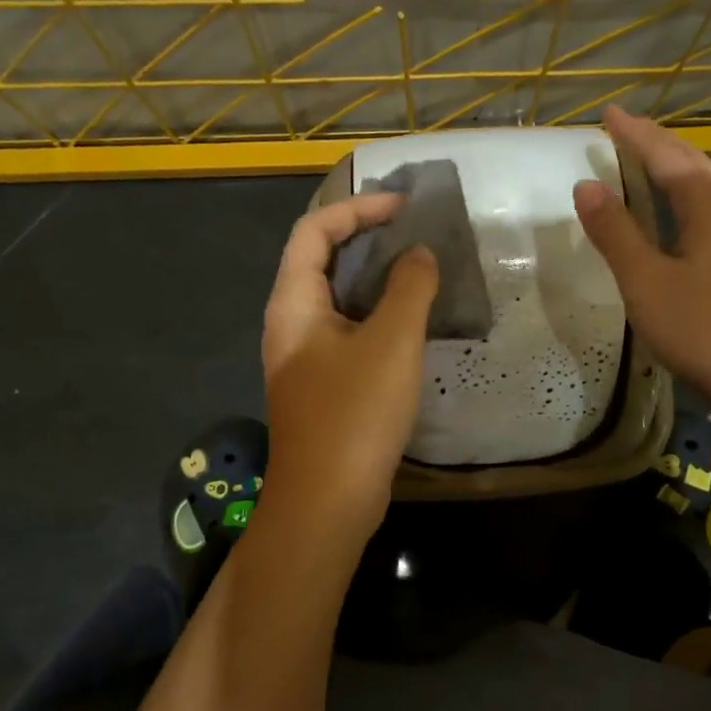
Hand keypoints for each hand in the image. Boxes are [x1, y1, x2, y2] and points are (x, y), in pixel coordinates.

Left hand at [259, 193, 438, 548]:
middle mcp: (290, 323)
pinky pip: (348, 330)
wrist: (327, 503)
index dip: (357, 208)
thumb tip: (419, 254)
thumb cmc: (354, 415)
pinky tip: (411, 321)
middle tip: (416, 233)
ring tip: (420, 268)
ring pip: (337, 298)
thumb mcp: (390, 343)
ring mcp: (304, 356)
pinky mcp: (323, 384)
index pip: (313, 231)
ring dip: (375, 276)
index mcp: (293, 304)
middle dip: (366, 237)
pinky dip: (377, 313)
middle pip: (320, 259)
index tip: (404, 207)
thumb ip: (409, 288)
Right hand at [573, 105, 710, 423]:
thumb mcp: (646, 282)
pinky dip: (690, 199)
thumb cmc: (702, 329)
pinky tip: (681, 218)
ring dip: (679, 170)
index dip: (636, 135)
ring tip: (650, 163)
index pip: (668, 157)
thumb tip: (586, 186)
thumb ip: (615, 233)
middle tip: (626, 131)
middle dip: (660, 144)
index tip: (608, 113)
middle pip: (696, 165)